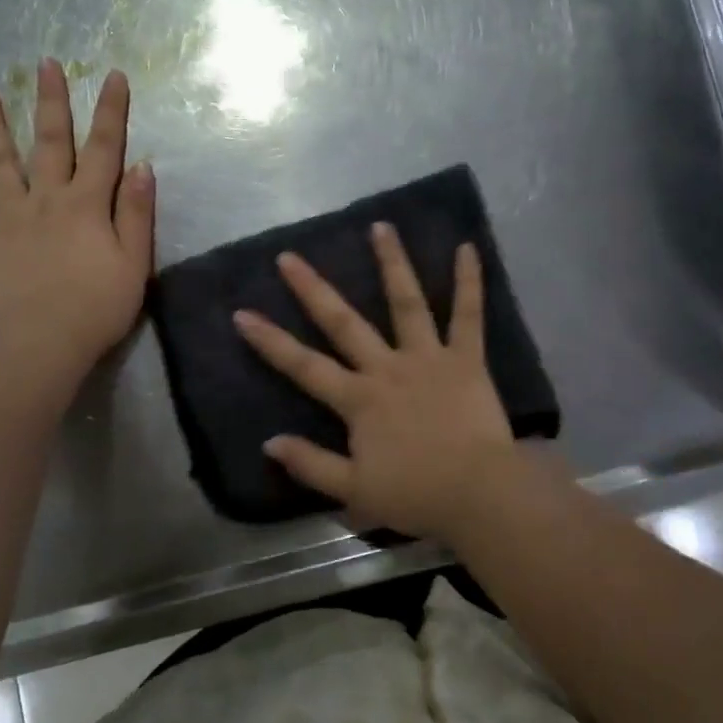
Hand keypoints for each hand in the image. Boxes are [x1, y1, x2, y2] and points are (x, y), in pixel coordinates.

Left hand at [0, 60, 153, 391]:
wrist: (41, 344)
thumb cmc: (97, 307)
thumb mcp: (134, 263)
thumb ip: (136, 213)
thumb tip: (141, 166)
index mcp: (87, 204)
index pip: (105, 149)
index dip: (111, 112)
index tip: (113, 76)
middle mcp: (46, 199)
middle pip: (50, 143)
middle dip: (51, 102)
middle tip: (44, 64)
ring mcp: (9, 217)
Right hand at [233, 222, 518, 543]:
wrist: (479, 494)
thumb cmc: (416, 495)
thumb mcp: (354, 492)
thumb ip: (311, 464)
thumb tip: (269, 442)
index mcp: (359, 400)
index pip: (304, 366)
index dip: (270, 341)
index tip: (242, 313)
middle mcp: (387, 368)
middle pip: (344, 323)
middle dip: (313, 289)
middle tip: (290, 256)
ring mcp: (428, 358)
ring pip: (406, 303)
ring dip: (392, 263)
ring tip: (381, 227)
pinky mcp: (466, 359)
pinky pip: (468, 315)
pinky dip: (469, 281)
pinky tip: (467, 247)